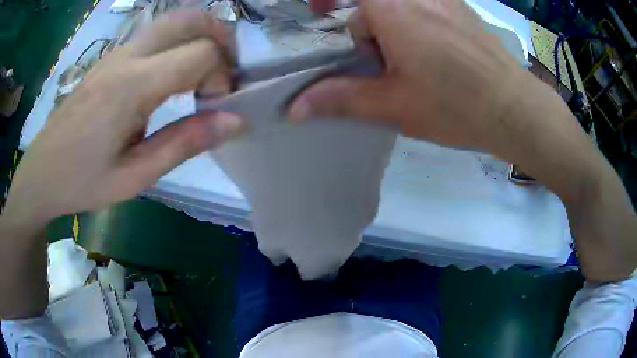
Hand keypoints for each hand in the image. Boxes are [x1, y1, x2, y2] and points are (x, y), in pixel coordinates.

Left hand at [3, 11, 242, 224]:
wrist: (41, 173)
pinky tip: (173, 75)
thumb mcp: (135, 176)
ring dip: (199, 37)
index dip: (221, 74)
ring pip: (172, 21)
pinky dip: (178, 43)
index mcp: (133, 86)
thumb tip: (235, 120)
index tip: (215, 107)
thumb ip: (185, 143)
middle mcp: (127, 56)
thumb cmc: (83, 182)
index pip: (201, 52)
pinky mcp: (109, 59)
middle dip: (220, 37)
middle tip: (225, 72)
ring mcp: (116, 53)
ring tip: (204, 73)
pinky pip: (154, 35)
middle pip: (190, 19)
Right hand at [289, 0, 525, 151]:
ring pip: (398, 2)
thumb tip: (295, 110)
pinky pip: (424, 3)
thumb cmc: (456, 107)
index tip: (318, 11)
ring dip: (391, 22)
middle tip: (375, 58)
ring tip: (407, 60)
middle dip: (366, 24)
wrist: (515, 109)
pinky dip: (414, 17)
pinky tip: (431, 50)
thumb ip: (340, 99)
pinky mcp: (461, 7)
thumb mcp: (393, 105)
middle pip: (373, 0)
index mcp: (394, 7)